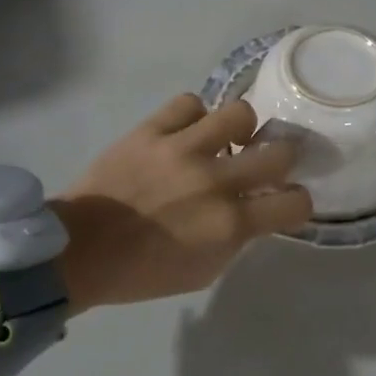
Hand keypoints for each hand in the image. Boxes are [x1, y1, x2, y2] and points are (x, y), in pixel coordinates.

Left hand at [52, 95, 311, 309]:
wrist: (78, 250)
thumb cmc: (142, 272)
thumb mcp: (203, 272)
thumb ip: (236, 239)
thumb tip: (251, 212)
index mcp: (229, 224)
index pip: (294, 202)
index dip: (297, 202)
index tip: (284, 201)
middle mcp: (215, 181)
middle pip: (280, 152)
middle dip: (280, 159)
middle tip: (263, 164)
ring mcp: (183, 150)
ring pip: (239, 113)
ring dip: (240, 129)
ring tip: (225, 140)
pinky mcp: (152, 130)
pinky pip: (189, 103)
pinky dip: (193, 116)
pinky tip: (186, 132)